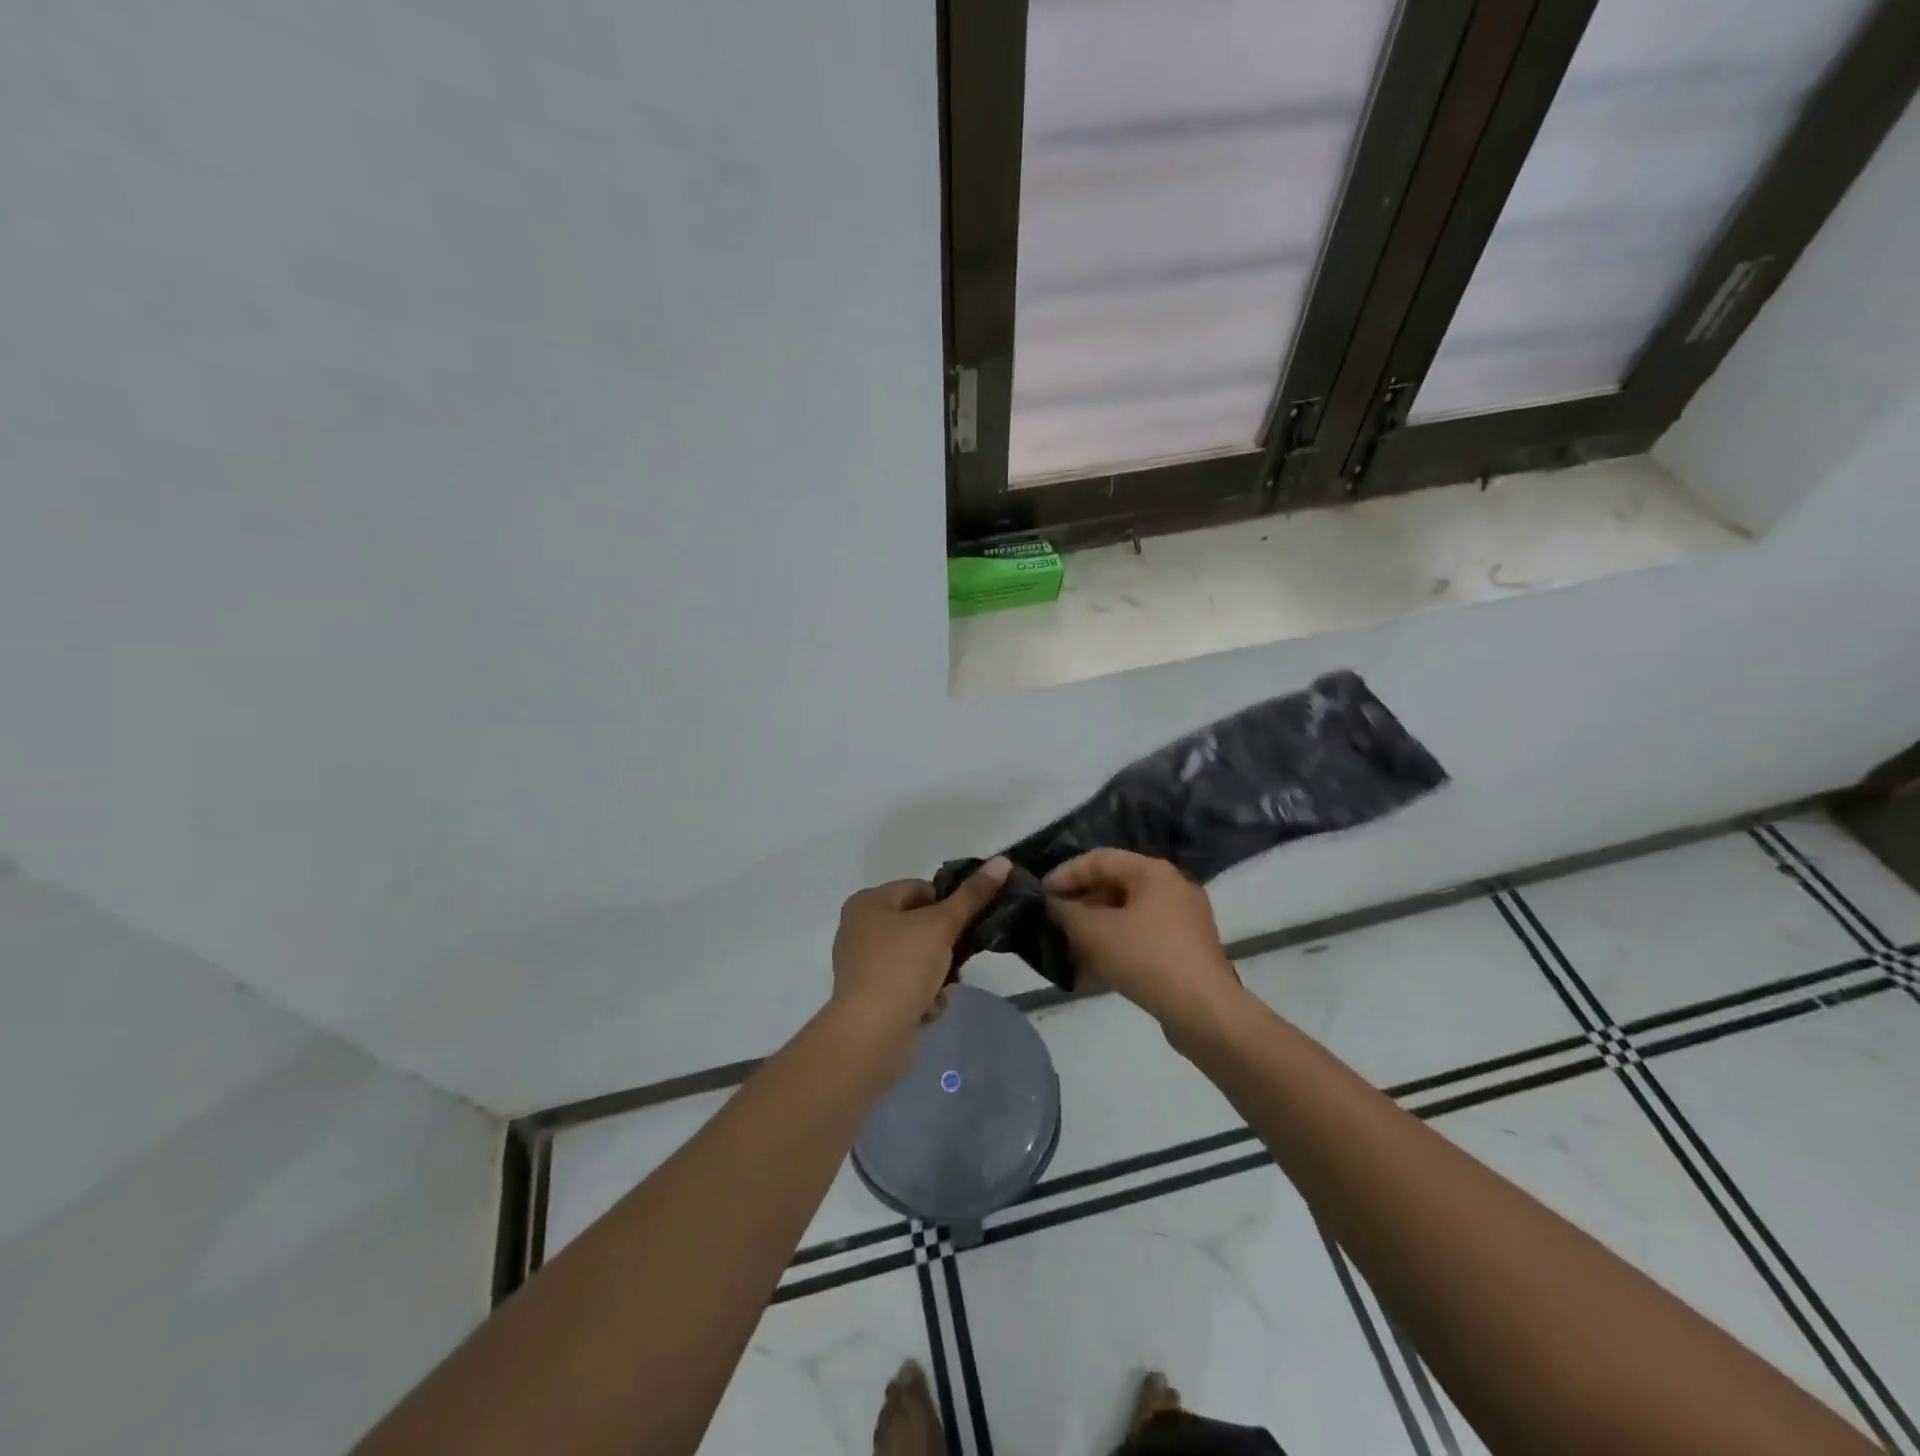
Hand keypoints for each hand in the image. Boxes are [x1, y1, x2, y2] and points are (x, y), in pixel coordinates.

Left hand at [830, 858, 1011, 1072]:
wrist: (870, 1035)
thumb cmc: (902, 966)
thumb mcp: (942, 925)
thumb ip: (972, 895)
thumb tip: (1002, 860)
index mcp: (868, 902)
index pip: (920, 889)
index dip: (947, 905)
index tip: (966, 925)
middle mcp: (859, 929)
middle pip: (919, 926)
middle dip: (944, 946)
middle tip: (960, 959)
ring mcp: (862, 966)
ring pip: (916, 960)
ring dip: (937, 975)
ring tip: (943, 989)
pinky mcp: (869, 999)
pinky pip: (906, 988)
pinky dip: (921, 997)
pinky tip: (926, 1010)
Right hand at [1043, 850, 1243, 1042]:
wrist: (1204, 1012)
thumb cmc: (1147, 958)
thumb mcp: (1095, 932)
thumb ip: (1066, 913)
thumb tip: (1051, 904)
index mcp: (1153, 872)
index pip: (1099, 859)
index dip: (1065, 874)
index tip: (1040, 895)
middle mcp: (1171, 889)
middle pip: (1113, 887)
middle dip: (1079, 906)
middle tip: (1050, 923)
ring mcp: (1182, 922)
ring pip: (1125, 917)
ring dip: (1093, 931)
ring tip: (1064, 951)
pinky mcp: (1184, 952)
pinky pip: (1140, 941)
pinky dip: (1114, 950)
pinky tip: (1088, 974)